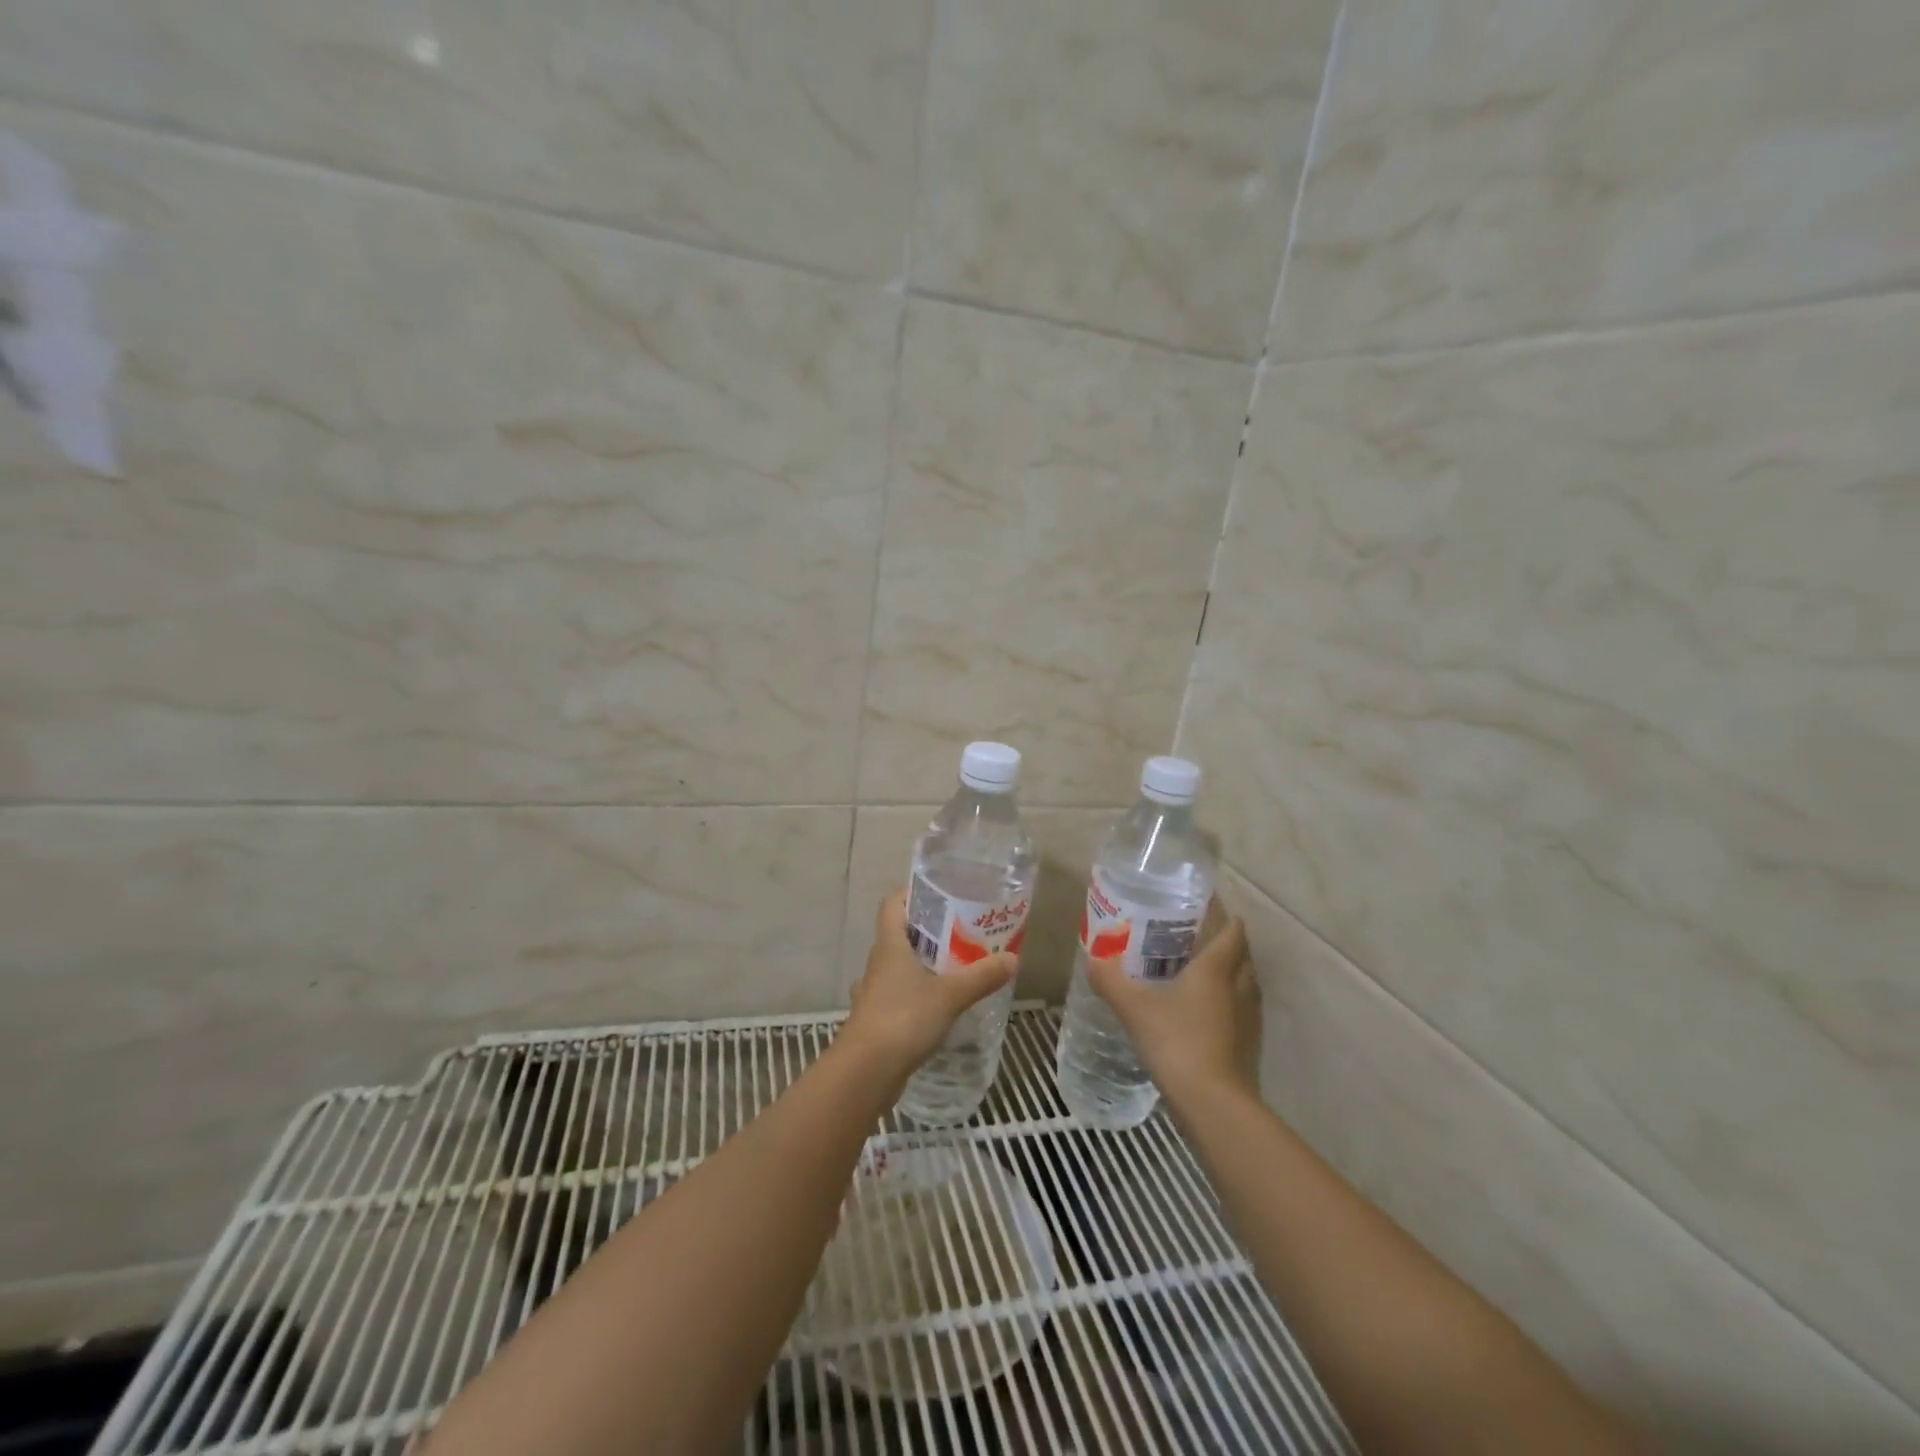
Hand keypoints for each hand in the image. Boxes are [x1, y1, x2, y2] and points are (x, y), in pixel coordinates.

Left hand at [842, 890, 1017, 1076]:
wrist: (866, 1072)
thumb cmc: (904, 1019)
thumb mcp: (951, 995)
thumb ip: (982, 977)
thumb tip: (1013, 959)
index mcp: (889, 946)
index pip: (892, 905)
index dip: (910, 894)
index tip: (938, 894)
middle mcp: (877, 964)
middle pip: (898, 936)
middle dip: (926, 933)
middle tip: (959, 934)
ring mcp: (873, 994)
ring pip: (896, 970)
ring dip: (919, 968)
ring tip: (951, 971)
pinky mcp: (875, 1022)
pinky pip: (896, 999)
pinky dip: (914, 998)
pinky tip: (935, 1010)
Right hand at [1085, 908, 1259, 1101]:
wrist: (1214, 1105)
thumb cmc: (1177, 1042)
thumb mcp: (1134, 1008)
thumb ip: (1111, 980)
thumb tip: (1093, 959)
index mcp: (1217, 968)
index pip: (1233, 930)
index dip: (1224, 915)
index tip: (1203, 908)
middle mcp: (1240, 987)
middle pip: (1242, 955)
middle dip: (1224, 943)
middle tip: (1192, 939)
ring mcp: (1249, 1019)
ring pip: (1244, 984)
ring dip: (1228, 975)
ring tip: (1197, 974)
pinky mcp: (1249, 1047)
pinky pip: (1240, 1013)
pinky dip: (1226, 1006)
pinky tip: (1201, 1015)